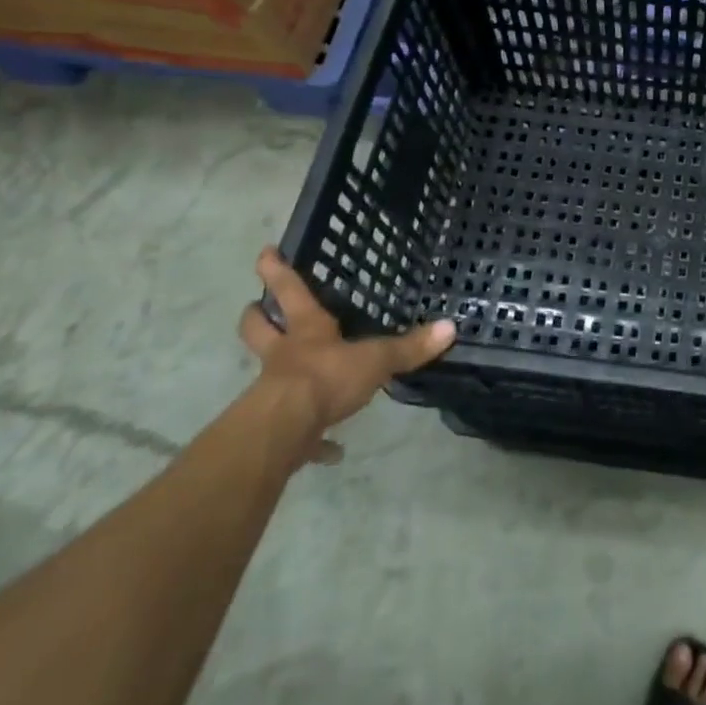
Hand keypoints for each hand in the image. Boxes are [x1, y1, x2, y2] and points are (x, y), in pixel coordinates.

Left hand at [238, 248, 455, 462]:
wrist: (284, 433)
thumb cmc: (327, 378)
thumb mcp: (376, 359)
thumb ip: (410, 346)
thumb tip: (450, 327)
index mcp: (307, 330)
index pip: (290, 291)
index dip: (277, 271)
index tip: (265, 253)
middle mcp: (285, 355)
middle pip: (260, 329)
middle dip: (257, 317)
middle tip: (255, 306)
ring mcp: (274, 392)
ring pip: (265, 374)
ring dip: (273, 372)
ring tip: (292, 379)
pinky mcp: (276, 430)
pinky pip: (295, 435)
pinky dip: (310, 442)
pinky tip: (330, 452)